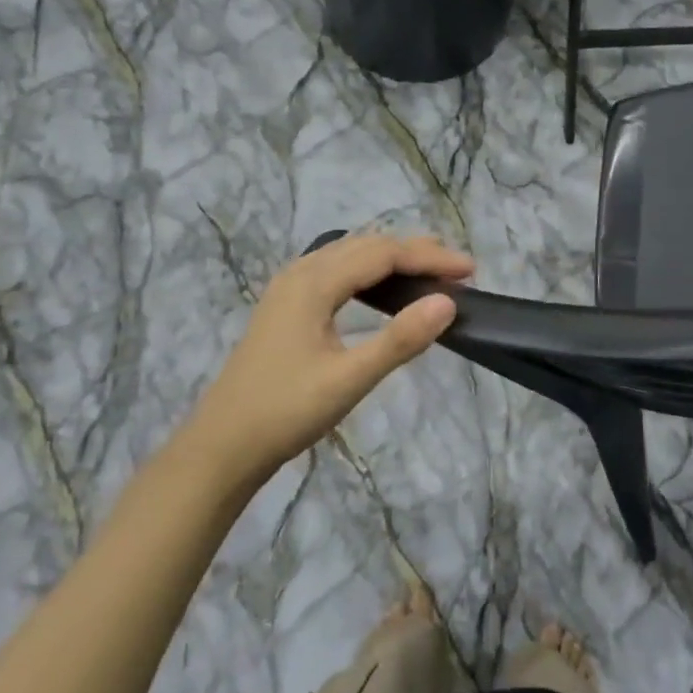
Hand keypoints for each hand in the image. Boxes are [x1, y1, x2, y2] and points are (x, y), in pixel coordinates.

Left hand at [181, 232, 472, 491]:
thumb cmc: (285, 413)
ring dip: (392, 258)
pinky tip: (380, 289)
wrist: (222, 446)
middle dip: (415, 252)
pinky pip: (335, 271)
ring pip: (349, 256)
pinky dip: (368, 272)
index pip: (384, 254)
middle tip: (457, 269)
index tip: (470, 271)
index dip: (429, 258)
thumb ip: (399, 340)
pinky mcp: (285, 307)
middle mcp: (300, 274)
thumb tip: (447, 302)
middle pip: (366, 247)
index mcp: (313, 283)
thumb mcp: (349, 379)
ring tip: (429, 271)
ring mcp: (288, 288)